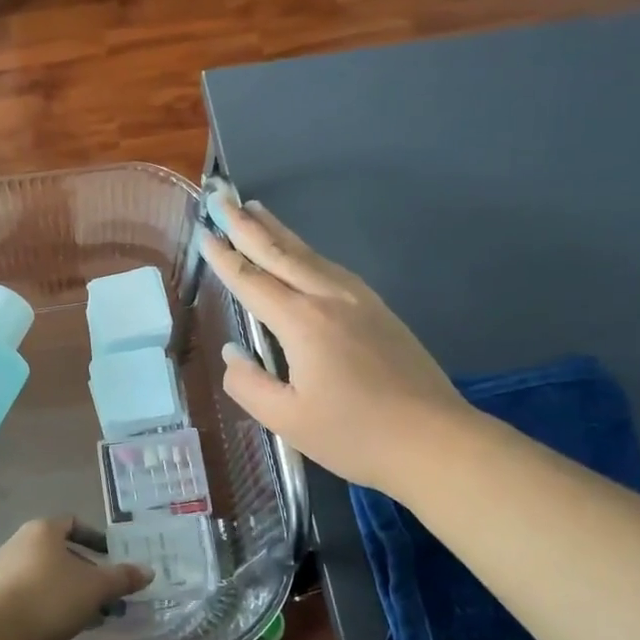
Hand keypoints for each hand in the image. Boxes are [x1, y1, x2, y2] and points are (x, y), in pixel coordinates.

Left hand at [0, 518, 151, 639]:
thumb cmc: (50, 598)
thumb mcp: (95, 588)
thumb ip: (122, 578)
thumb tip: (148, 571)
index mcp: (42, 530)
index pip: (71, 523)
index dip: (93, 538)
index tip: (110, 556)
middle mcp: (18, 543)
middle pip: (58, 550)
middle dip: (84, 570)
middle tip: (105, 591)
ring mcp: (2, 570)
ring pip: (44, 574)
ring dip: (68, 589)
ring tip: (90, 613)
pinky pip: (30, 593)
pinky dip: (50, 602)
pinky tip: (64, 625)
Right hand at [203, 201, 473, 495]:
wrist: (435, 441)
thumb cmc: (354, 435)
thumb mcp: (287, 419)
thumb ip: (249, 384)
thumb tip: (234, 353)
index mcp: (302, 322)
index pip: (252, 281)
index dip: (225, 257)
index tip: (204, 232)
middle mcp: (330, 298)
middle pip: (282, 253)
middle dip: (248, 225)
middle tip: (223, 198)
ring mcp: (360, 301)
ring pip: (310, 255)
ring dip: (279, 232)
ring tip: (258, 210)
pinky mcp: (379, 311)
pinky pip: (332, 269)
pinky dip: (307, 253)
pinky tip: (303, 254)